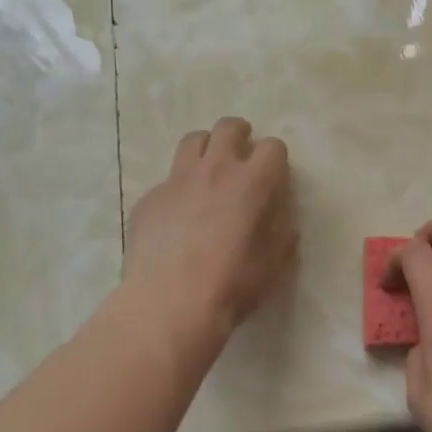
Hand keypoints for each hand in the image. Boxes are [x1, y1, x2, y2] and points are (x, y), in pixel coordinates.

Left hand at [124, 117, 296, 347]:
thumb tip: (281, 215)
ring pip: (192, 141)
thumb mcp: (274, 262)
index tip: (274, 175)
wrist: (169, 304)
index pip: (272, 147)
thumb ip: (282, 230)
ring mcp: (177, 181)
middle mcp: (215, 169)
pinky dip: (178, 188)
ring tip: (208, 170)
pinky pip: (167, 180)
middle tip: (242, 153)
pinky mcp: (149, 198)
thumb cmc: (232, 284)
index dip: (276, 159)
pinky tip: (177, 215)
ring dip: (206, 148)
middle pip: (228, 128)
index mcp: (253, 182)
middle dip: (240, 134)